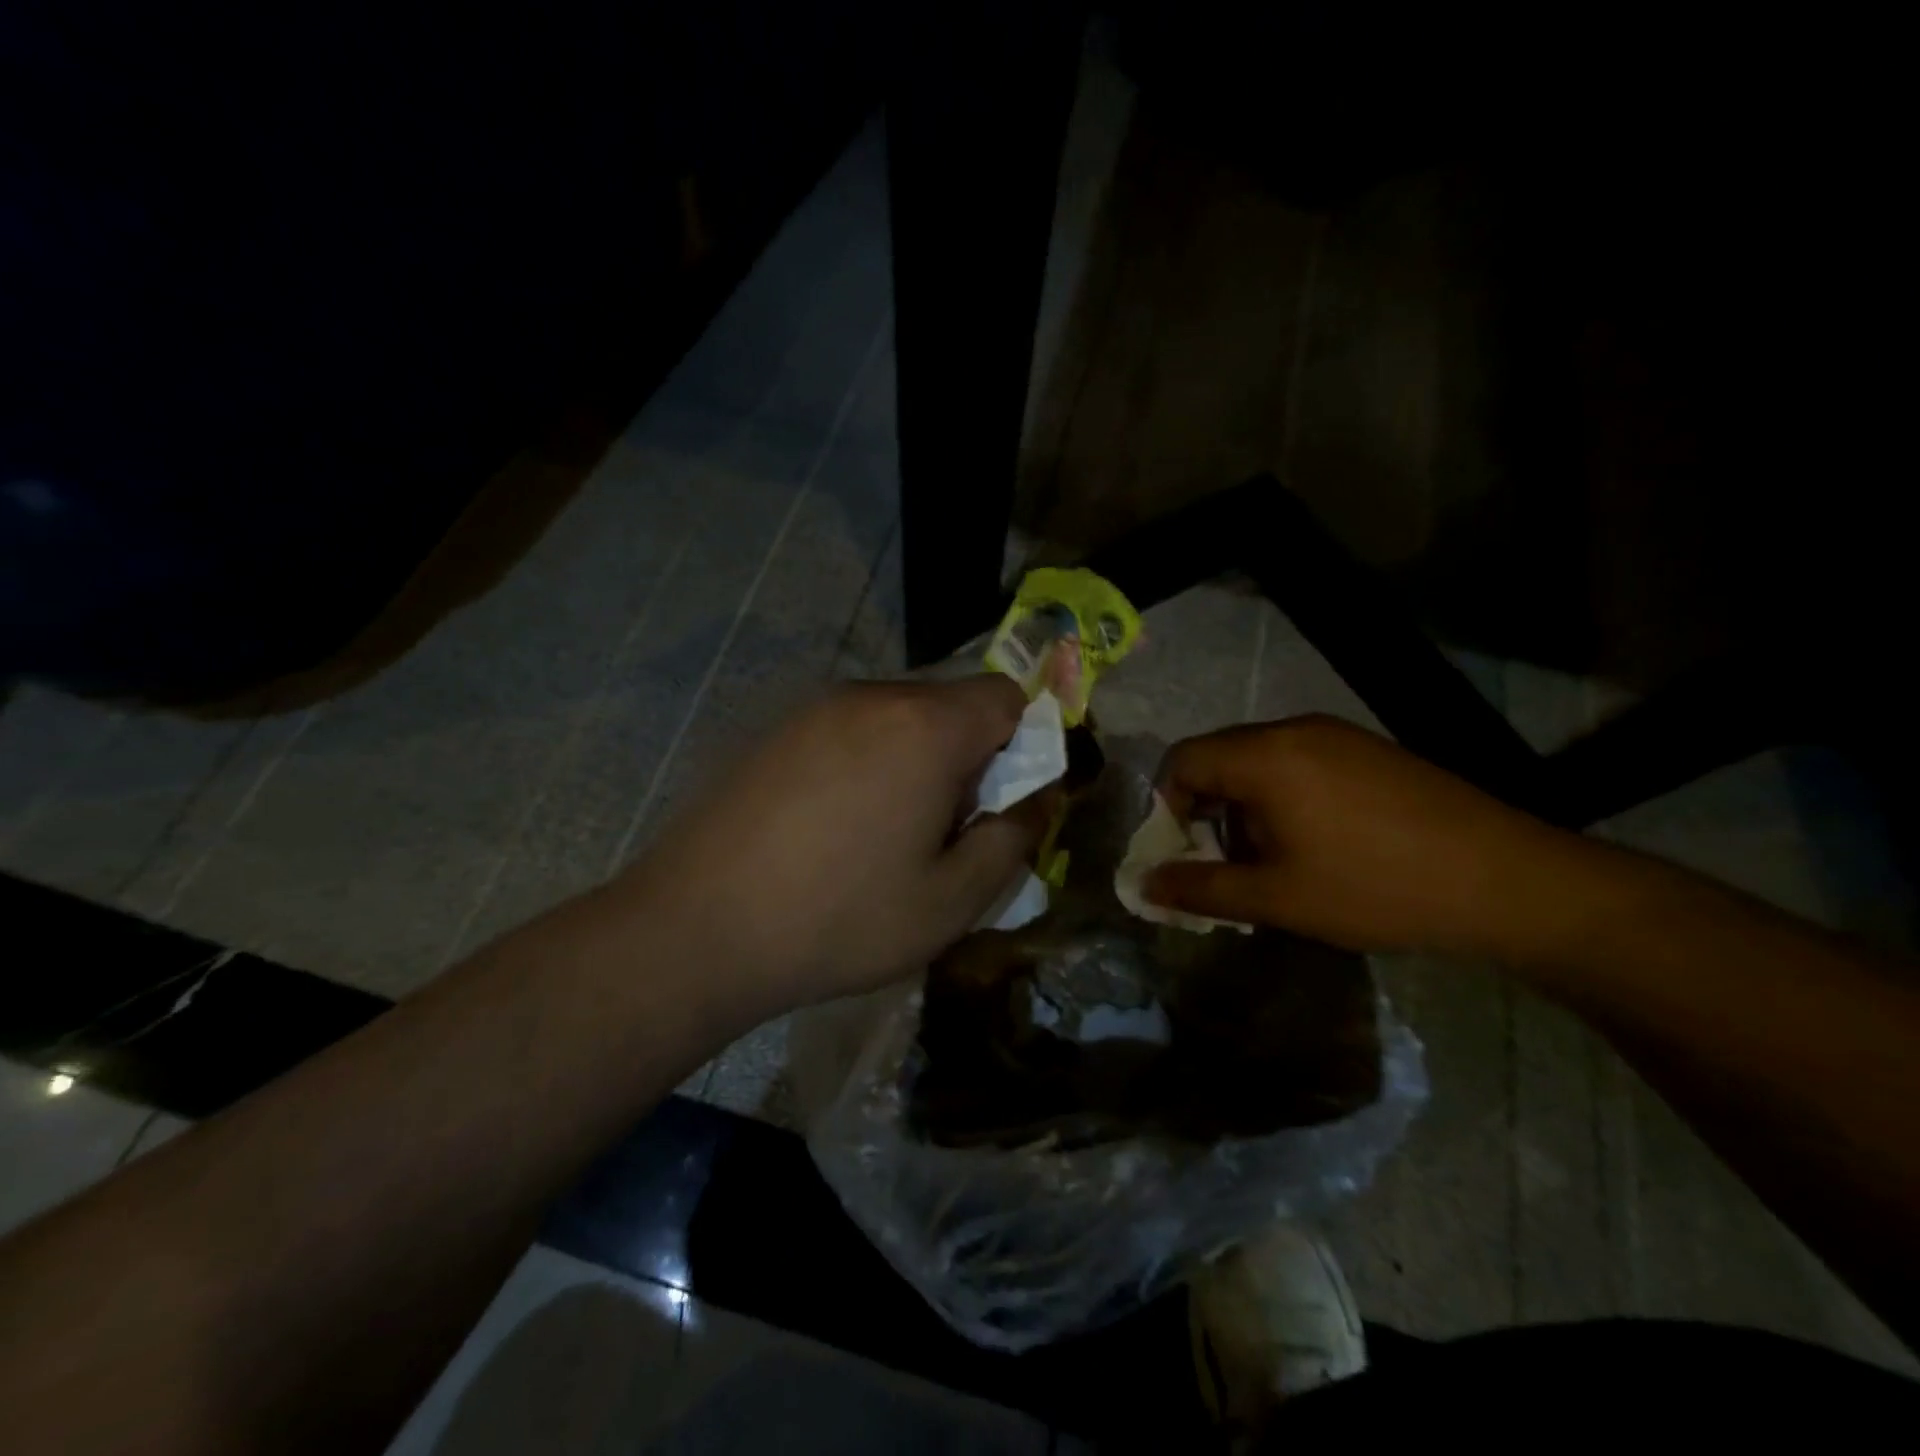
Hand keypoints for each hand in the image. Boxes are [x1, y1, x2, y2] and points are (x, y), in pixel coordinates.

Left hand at [620, 676, 1048, 1011]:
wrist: (696, 928)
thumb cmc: (839, 918)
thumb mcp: (950, 900)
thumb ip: (1012, 840)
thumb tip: (1038, 800)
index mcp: (925, 726)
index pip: (1007, 696)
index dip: (1025, 744)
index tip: (1004, 802)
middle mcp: (872, 697)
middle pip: (952, 704)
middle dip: (970, 756)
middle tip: (945, 829)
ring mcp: (816, 708)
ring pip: (900, 717)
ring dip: (917, 760)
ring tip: (887, 833)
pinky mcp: (776, 730)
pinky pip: (850, 729)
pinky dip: (868, 762)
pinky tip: (834, 825)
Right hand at [1146, 715, 1586, 957]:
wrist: (1506, 880)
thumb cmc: (1374, 888)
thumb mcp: (1277, 898)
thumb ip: (1200, 889)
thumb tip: (1144, 885)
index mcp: (1264, 756)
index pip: (1181, 760)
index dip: (1166, 806)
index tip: (1185, 854)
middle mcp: (1294, 729)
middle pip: (1219, 755)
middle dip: (1205, 808)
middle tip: (1225, 862)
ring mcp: (1337, 734)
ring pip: (1259, 759)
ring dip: (1244, 804)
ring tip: (1273, 858)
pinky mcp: (1368, 749)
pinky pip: (1299, 760)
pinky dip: (1282, 795)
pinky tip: (1317, 841)